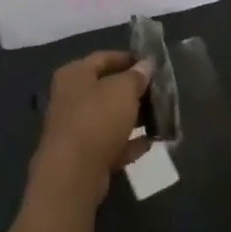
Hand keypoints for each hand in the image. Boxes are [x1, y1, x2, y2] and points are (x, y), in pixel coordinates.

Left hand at [31, 49, 152, 204]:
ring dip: (133, 118)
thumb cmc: (97, 118)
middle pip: (106, 88)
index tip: (152, 64)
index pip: (104, 58)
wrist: (74, 173)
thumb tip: (147, 64)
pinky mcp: (83, 157)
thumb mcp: (123, 89)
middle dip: (133, 91)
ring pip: (109, 118)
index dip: (129, 59)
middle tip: (159, 92)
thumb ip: (137, 76)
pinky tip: (150, 142)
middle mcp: (70, 98)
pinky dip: (128, 143)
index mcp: (74, 75)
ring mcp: (75, 129)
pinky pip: (111, 144)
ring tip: (159, 117)